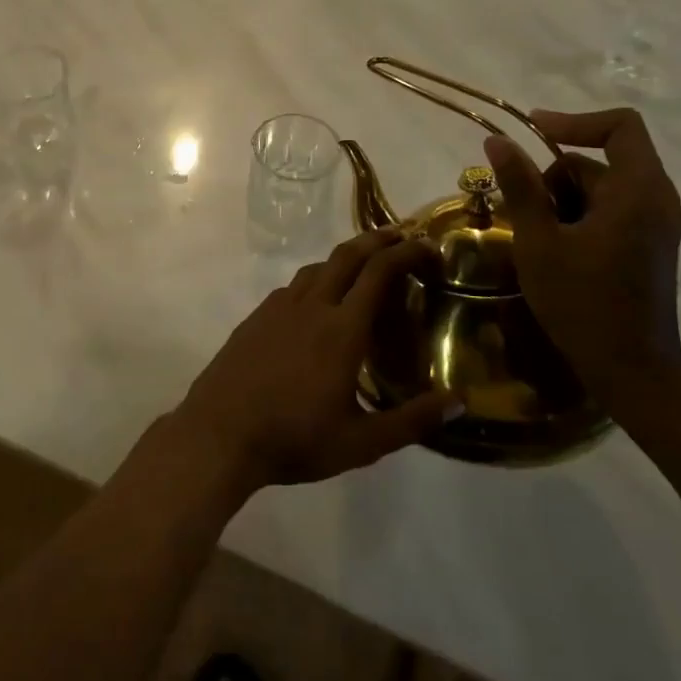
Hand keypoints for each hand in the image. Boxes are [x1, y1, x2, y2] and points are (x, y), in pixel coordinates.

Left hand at [170, 230, 460, 491]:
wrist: (220, 433)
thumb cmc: (295, 439)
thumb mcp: (362, 442)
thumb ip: (413, 421)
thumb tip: (460, 402)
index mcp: (342, 329)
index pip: (379, 273)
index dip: (406, 253)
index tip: (427, 246)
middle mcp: (311, 306)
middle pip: (347, 256)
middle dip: (377, 240)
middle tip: (401, 237)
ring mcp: (278, 307)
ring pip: (317, 267)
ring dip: (344, 259)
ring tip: (362, 269)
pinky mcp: (255, 317)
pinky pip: (293, 286)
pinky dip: (316, 279)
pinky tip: (317, 302)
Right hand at [484, 108, 680, 407]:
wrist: (631, 369)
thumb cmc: (581, 302)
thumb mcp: (538, 241)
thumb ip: (520, 186)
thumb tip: (497, 140)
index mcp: (638, 190)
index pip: (620, 126)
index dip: (574, 121)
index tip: (531, 131)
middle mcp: (657, 199)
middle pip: (598, 162)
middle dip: (554, 179)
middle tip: (522, 215)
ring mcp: (656, 224)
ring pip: (599, 189)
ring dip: (562, 202)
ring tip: (537, 241)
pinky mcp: (649, 244)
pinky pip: (609, 211)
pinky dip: (578, 218)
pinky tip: (556, 252)